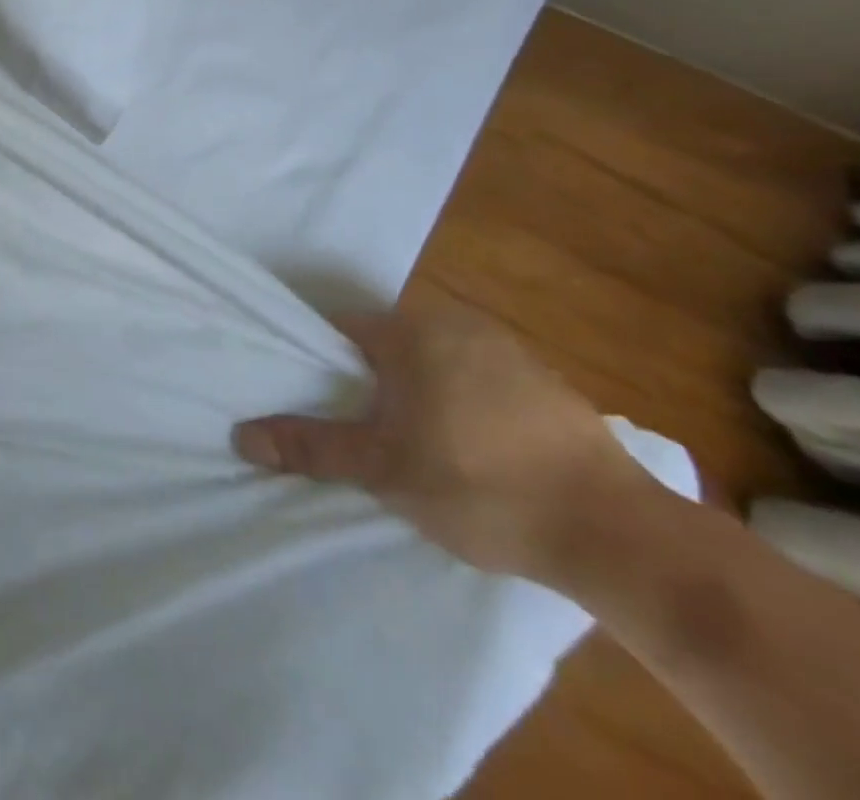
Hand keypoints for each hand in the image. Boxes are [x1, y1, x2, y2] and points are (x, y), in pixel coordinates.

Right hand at [232, 296, 654, 582]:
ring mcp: (508, 351)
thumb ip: (310, 446)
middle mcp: (458, 324)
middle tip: (357, 431)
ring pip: (433, 363)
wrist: (618, 534)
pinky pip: (477, 381)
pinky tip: (470, 453)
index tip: (312, 401)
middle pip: (387, 344)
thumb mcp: (382, 469)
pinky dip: (460, 404)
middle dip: (367, 382)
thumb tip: (241, 434)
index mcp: (412, 330)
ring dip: (414, 394)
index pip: (341, 329)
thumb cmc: (479, 484)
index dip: (318, 363)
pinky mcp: (545, 385)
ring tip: (410, 447)